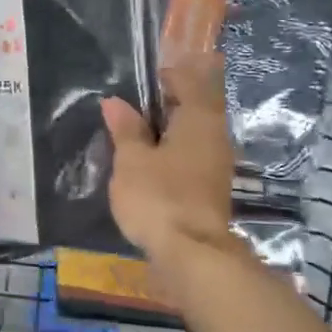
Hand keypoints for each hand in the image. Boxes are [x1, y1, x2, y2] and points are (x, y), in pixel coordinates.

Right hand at [100, 52, 234, 261]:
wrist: (192, 255)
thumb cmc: (158, 196)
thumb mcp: (131, 160)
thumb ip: (125, 129)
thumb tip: (115, 102)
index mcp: (199, 119)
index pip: (188, 82)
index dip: (166, 77)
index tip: (140, 82)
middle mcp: (215, 137)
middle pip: (194, 108)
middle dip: (165, 105)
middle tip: (132, 109)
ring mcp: (217, 165)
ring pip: (193, 135)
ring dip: (168, 131)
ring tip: (135, 137)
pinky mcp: (211, 189)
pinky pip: (191, 157)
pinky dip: (172, 153)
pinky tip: (150, 165)